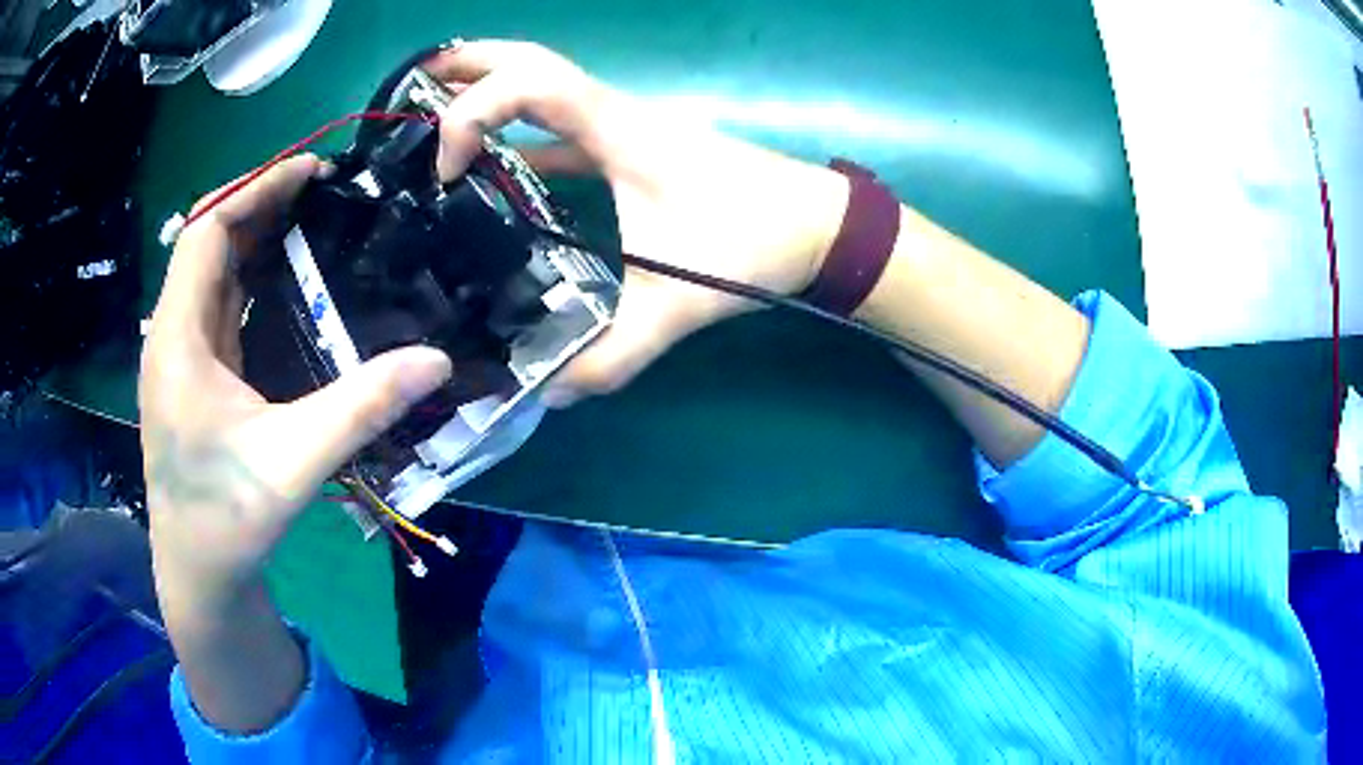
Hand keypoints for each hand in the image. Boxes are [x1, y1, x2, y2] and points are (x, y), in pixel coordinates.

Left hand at [139, 155, 452, 620]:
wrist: (198, 571)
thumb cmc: (229, 520)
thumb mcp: (295, 462)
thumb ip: (362, 407)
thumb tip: (439, 360)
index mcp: (178, 339)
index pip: (205, 230)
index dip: (256, 189)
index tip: (312, 171)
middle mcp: (171, 335)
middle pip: (206, 241)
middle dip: (259, 203)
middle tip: (322, 189)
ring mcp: (179, 355)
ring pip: (210, 270)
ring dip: (254, 236)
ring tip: (310, 218)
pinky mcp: (192, 374)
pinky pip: (217, 302)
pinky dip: (249, 274)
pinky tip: (284, 277)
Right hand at [427, 41, 849, 406]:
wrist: (818, 227)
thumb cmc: (754, 242)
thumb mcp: (676, 303)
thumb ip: (613, 355)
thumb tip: (550, 394)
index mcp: (618, 130)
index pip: (530, 84)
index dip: (474, 112)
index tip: (448, 170)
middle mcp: (614, 114)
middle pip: (531, 60)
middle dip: (469, 65)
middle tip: (415, 83)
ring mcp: (622, 129)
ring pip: (544, 87)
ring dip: (489, 92)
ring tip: (434, 114)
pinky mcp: (631, 152)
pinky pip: (561, 132)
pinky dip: (520, 138)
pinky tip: (492, 168)